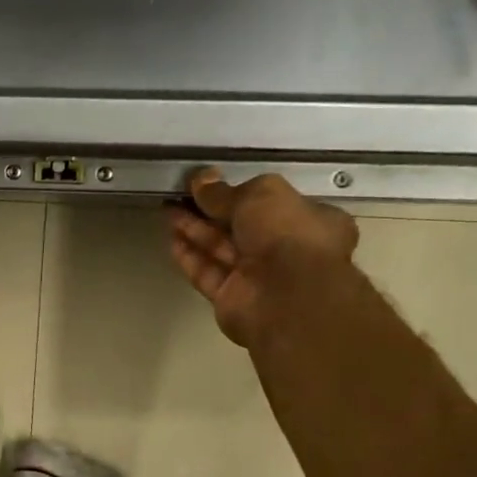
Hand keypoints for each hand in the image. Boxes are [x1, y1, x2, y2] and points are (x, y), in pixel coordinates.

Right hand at [165, 169, 358, 349]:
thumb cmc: (287, 234)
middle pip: (240, 226)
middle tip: (180, 194)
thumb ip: (226, 190)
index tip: (210, 184)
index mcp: (308, 220)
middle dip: (209, 211)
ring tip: (167, 210)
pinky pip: (207, 273)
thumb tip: (201, 179)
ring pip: (221, 249)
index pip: (272, 203)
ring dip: (195, 230)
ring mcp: (257, 277)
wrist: (286, 297)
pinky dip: (190, 257)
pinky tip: (171, 240)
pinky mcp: (232, 298)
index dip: (240, 192)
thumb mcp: (260, 195)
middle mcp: (285, 249)